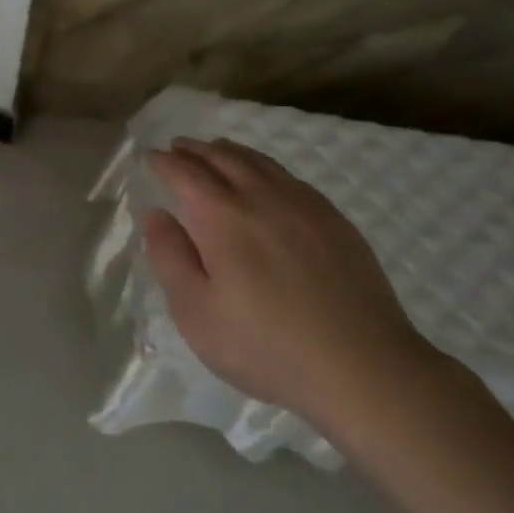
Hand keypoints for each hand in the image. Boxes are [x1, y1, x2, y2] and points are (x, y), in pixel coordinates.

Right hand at [142, 136, 438, 435]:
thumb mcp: (196, 312)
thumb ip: (169, 257)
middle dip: (194, 150)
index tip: (151, 157)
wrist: (362, 366)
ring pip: (258, 162)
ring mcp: (303, 204)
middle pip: (222, 158)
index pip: (184, 173)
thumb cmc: (265, 345)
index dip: (164, 162)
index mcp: (221, 216)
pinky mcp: (334, 220)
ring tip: (215, 150)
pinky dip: (264, 166)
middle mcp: (260, 196)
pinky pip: (289, 177)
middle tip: (178, 146)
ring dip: (229, 152)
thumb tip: (155, 214)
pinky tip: (266, 179)